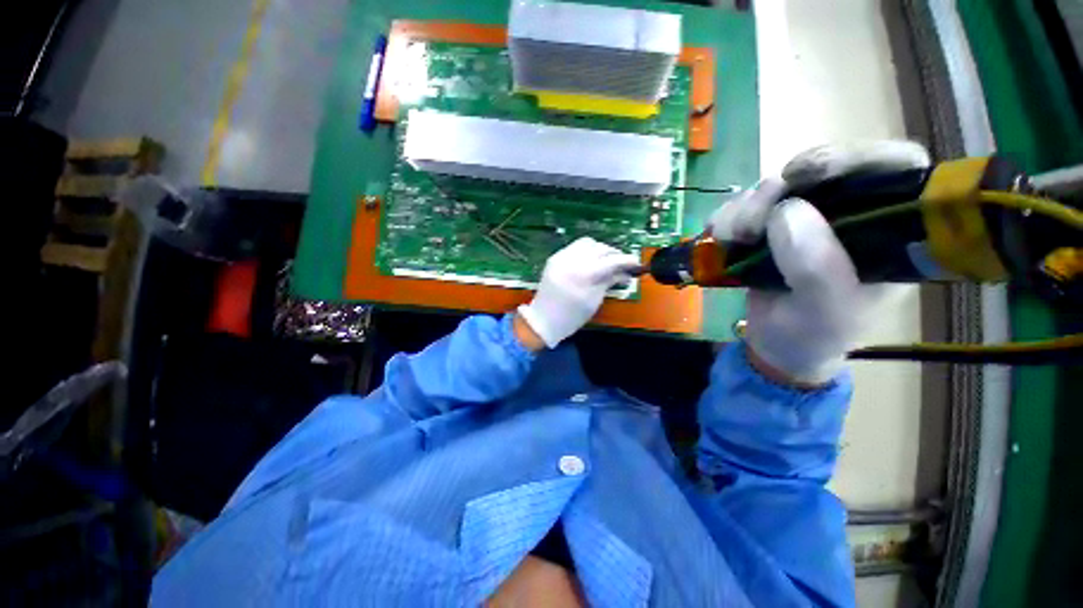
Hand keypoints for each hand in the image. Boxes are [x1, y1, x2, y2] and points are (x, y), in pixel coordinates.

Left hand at [517, 238, 640, 348]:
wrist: (543, 319)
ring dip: (600, 250)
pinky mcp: (555, 257)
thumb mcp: (595, 300)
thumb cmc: (571, 317)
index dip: (626, 260)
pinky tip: (590, 262)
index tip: (636, 264)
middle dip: (614, 254)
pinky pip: (575, 247)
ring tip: (606, 262)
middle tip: (622, 265)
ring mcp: (561, 257)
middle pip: (600, 248)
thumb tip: (625, 273)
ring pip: (587, 243)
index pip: (611, 260)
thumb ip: (609, 281)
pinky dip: (586, 252)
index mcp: (584, 274)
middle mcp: (572, 260)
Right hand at [708, 141, 930, 385]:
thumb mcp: (826, 311)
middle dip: (782, 189)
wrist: (777, 345)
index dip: (858, 157)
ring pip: (776, 186)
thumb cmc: (816, 334)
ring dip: (746, 208)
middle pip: (824, 170)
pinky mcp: (768, 225)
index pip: (896, 167)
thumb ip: (817, 268)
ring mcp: (805, 217)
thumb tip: (785, 210)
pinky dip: (727, 216)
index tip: (808, 174)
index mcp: (890, 231)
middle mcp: (850, 214)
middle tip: (754, 222)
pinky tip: (721, 238)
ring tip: (732, 240)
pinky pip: (743, 204)